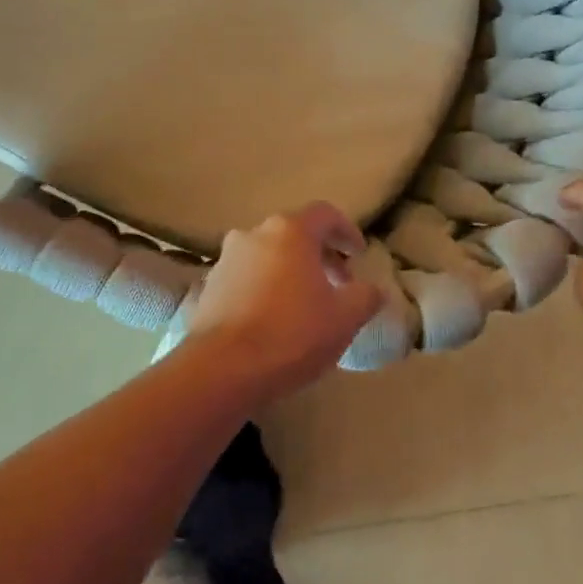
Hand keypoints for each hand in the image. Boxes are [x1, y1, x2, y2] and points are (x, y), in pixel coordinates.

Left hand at [184, 202, 380, 399]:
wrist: (221, 370)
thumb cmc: (291, 333)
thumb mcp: (344, 318)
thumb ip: (366, 296)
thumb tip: (373, 290)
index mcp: (290, 230)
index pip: (325, 214)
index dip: (347, 231)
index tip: (359, 255)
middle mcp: (255, 233)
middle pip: (295, 233)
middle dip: (320, 255)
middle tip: (338, 285)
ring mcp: (227, 258)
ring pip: (269, 255)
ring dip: (290, 272)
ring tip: (305, 305)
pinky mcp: (209, 286)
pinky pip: (246, 278)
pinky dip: (265, 289)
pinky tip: (273, 320)